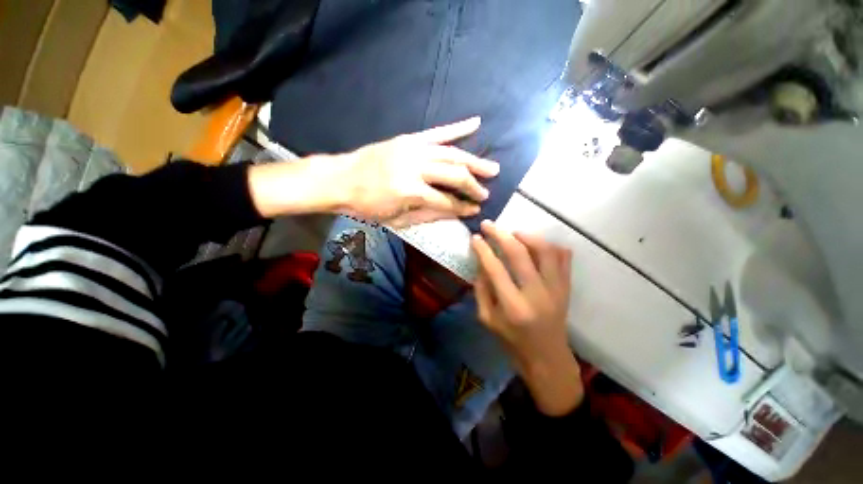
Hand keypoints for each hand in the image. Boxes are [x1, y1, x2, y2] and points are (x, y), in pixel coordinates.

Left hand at [334, 117, 498, 227]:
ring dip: (474, 161)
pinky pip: (437, 132)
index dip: (462, 207)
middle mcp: (415, 166)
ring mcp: (412, 148)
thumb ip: (428, 214)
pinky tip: (476, 122)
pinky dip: (458, 127)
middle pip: (453, 174)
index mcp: (410, 191)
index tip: (475, 209)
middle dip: (473, 185)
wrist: (341, 179)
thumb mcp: (396, 219)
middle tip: (487, 191)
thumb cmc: (368, 205)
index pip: (446, 200)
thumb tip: (455, 212)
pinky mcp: (408, 138)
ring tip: (492, 168)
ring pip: (452, 153)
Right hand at [471, 220, 582, 415]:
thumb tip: (481, 263)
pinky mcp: (566, 288)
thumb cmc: (512, 342)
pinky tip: (536, 245)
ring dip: (527, 236)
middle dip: (500, 234)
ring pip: (545, 251)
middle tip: (489, 224)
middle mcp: (537, 294)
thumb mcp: (487, 319)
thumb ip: (481, 289)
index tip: (475, 237)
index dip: (483, 249)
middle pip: (519, 254)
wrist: (548, 359)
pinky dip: (550, 246)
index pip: (495, 268)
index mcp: (513, 307)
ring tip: (513, 233)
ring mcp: (556, 290)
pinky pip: (564, 258)